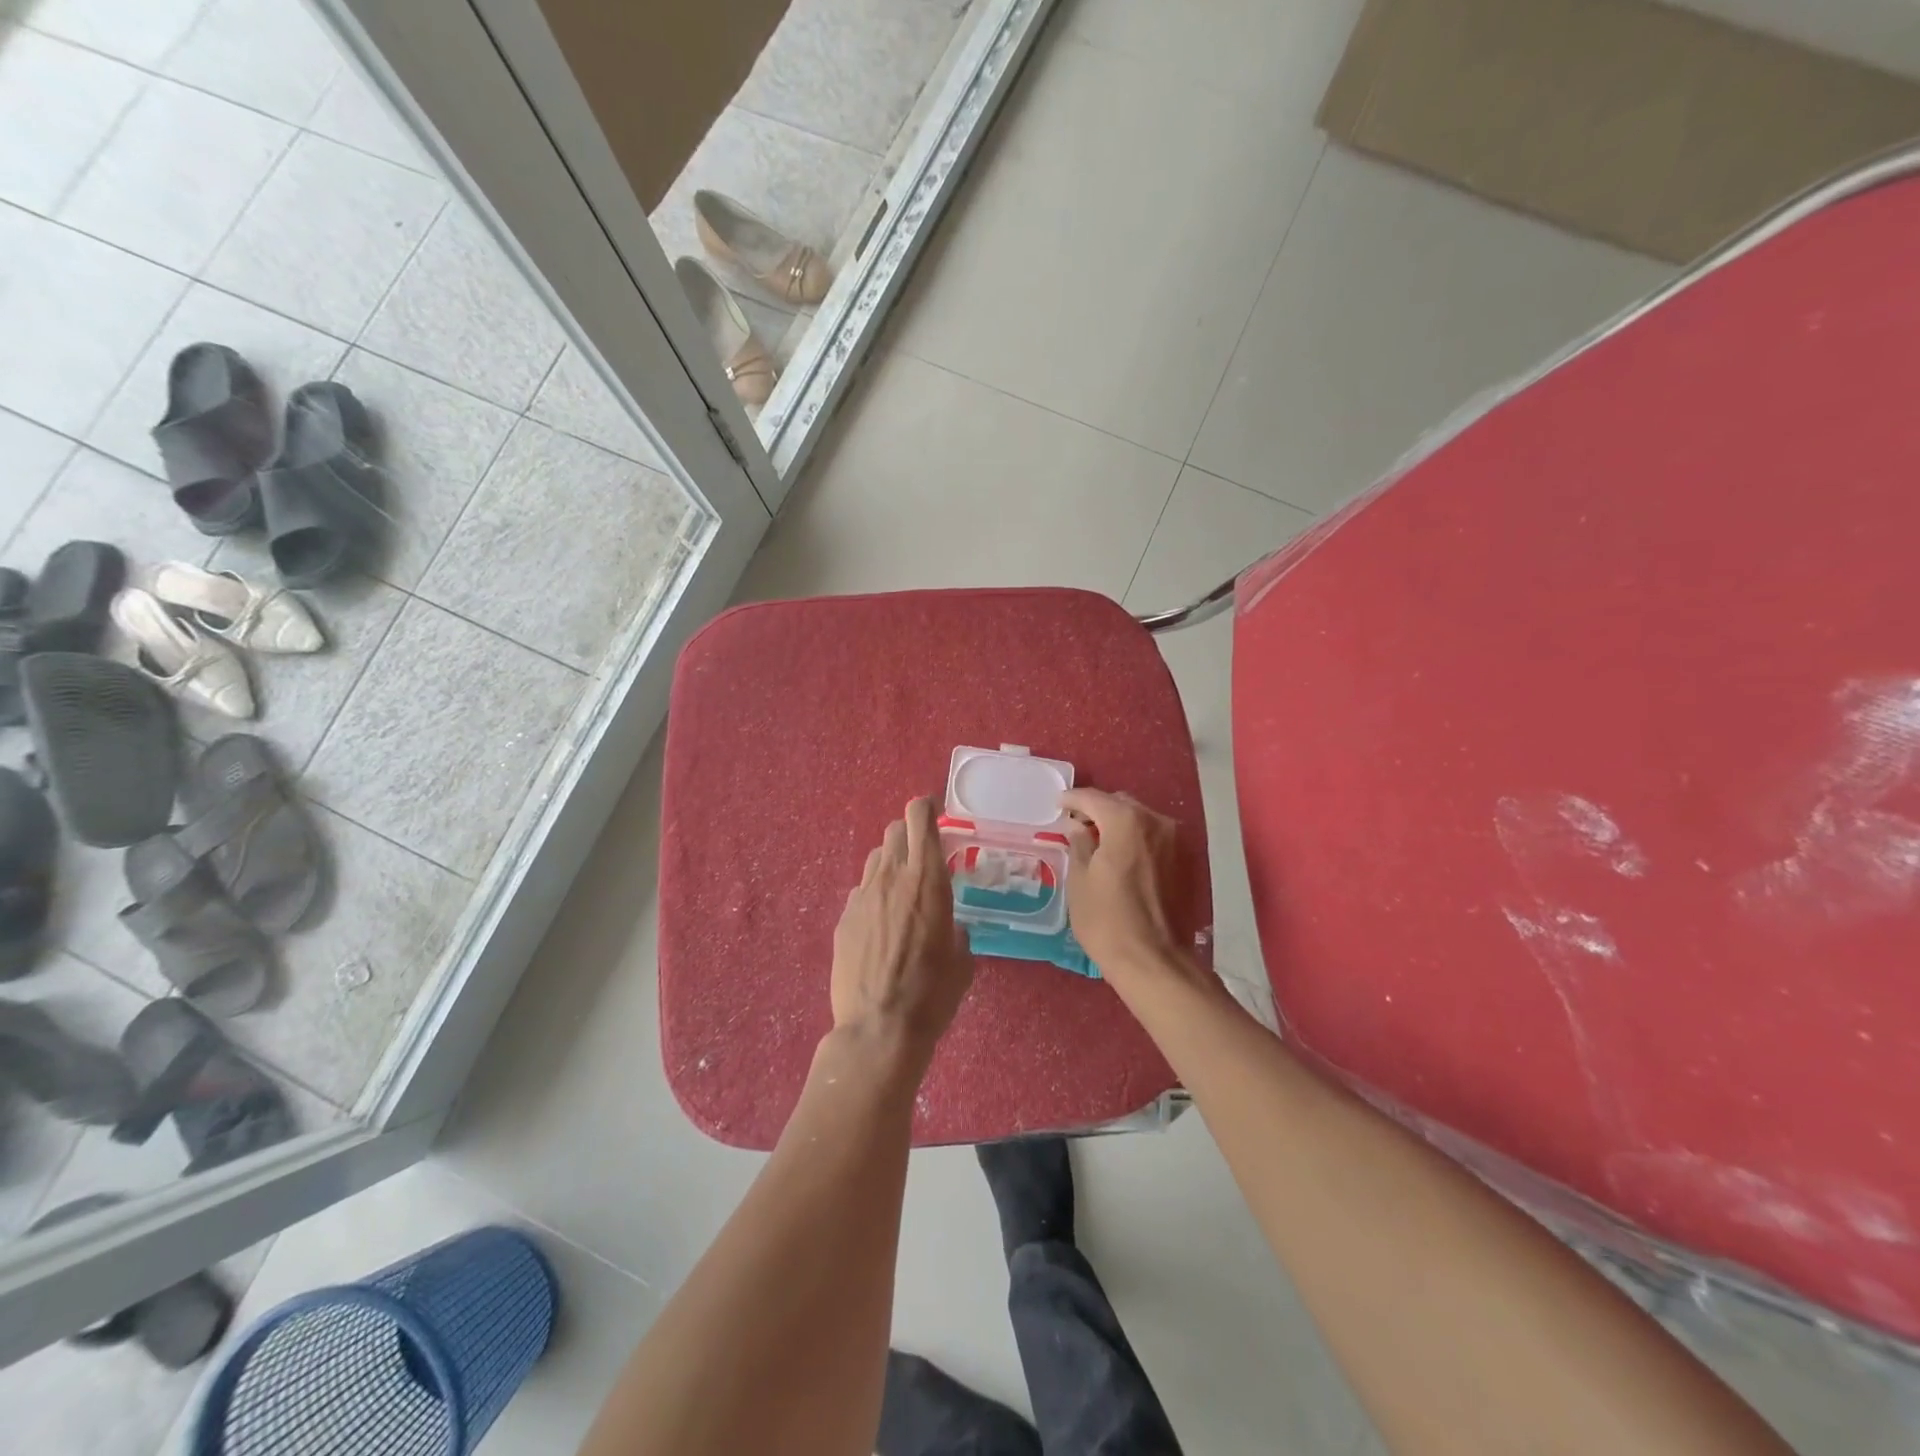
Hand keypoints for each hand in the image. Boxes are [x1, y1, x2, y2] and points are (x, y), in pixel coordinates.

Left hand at [830, 798, 973, 1068]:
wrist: (879, 1028)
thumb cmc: (933, 994)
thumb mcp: (962, 959)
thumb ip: (955, 929)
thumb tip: (948, 926)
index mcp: (927, 880)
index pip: (919, 819)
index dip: (926, 807)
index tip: (934, 811)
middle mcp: (892, 878)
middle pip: (894, 831)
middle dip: (909, 834)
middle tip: (921, 855)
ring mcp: (862, 896)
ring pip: (875, 858)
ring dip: (891, 863)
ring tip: (901, 890)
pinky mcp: (843, 918)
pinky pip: (861, 891)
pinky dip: (874, 895)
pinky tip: (880, 924)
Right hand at [1060, 788, 1186, 975]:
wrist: (1154, 961)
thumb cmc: (1106, 919)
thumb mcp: (1080, 880)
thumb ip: (1079, 844)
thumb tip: (1078, 827)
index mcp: (1126, 821)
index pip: (1093, 798)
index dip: (1072, 799)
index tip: (1058, 804)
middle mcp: (1156, 822)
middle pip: (1120, 804)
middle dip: (1097, 810)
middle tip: (1076, 825)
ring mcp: (1175, 841)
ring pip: (1140, 820)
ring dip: (1118, 824)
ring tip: (1098, 842)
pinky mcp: (1185, 862)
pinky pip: (1153, 838)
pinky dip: (1135, 840)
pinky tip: (1121, 857)